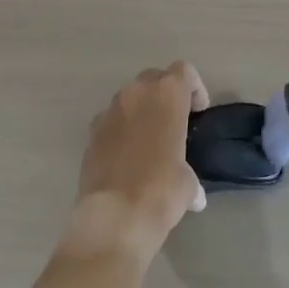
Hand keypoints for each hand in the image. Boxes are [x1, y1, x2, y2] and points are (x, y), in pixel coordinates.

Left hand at [63, 62, 208, 260]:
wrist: (114, 216)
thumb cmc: (161, 190)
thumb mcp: (188, 183)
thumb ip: (189, 174)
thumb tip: (194, 194)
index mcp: (166, 95)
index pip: (183, 71)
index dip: (194, 88)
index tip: (198, 112)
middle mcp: (135, 93)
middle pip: (154, 78)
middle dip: (165, 94)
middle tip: (174, 122)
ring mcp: (109, 111)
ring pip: (129, 97)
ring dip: (141, 110)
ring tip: (149, 141)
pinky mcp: (91, 132)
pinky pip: (110, 120)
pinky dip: (120, 129)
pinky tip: (126, 157)